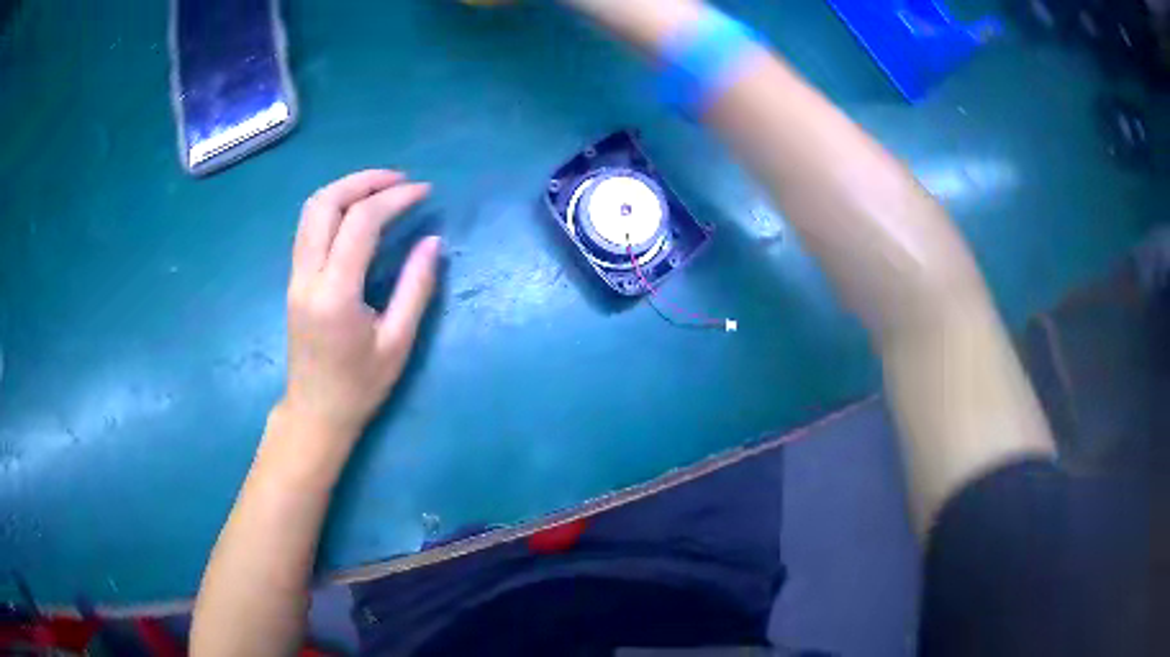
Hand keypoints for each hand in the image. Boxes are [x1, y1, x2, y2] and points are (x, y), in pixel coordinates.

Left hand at [281, 170, 440, 441]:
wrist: (315, 412)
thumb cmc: (360, 386)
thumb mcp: (397, 343)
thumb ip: (415, 288)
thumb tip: (432, 241)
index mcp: (335, 294)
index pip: (360, 223)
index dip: (394, 198)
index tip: (424, 191)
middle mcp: (307, 276)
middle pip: (325, 203)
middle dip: (364, 181)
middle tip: (400, 180)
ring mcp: (295, 276)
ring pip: (311, 210)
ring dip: (346, 189)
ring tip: (382, 189)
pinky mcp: (294, 279)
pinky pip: (308, 227)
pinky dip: (334, 207)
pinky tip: (358, 213)